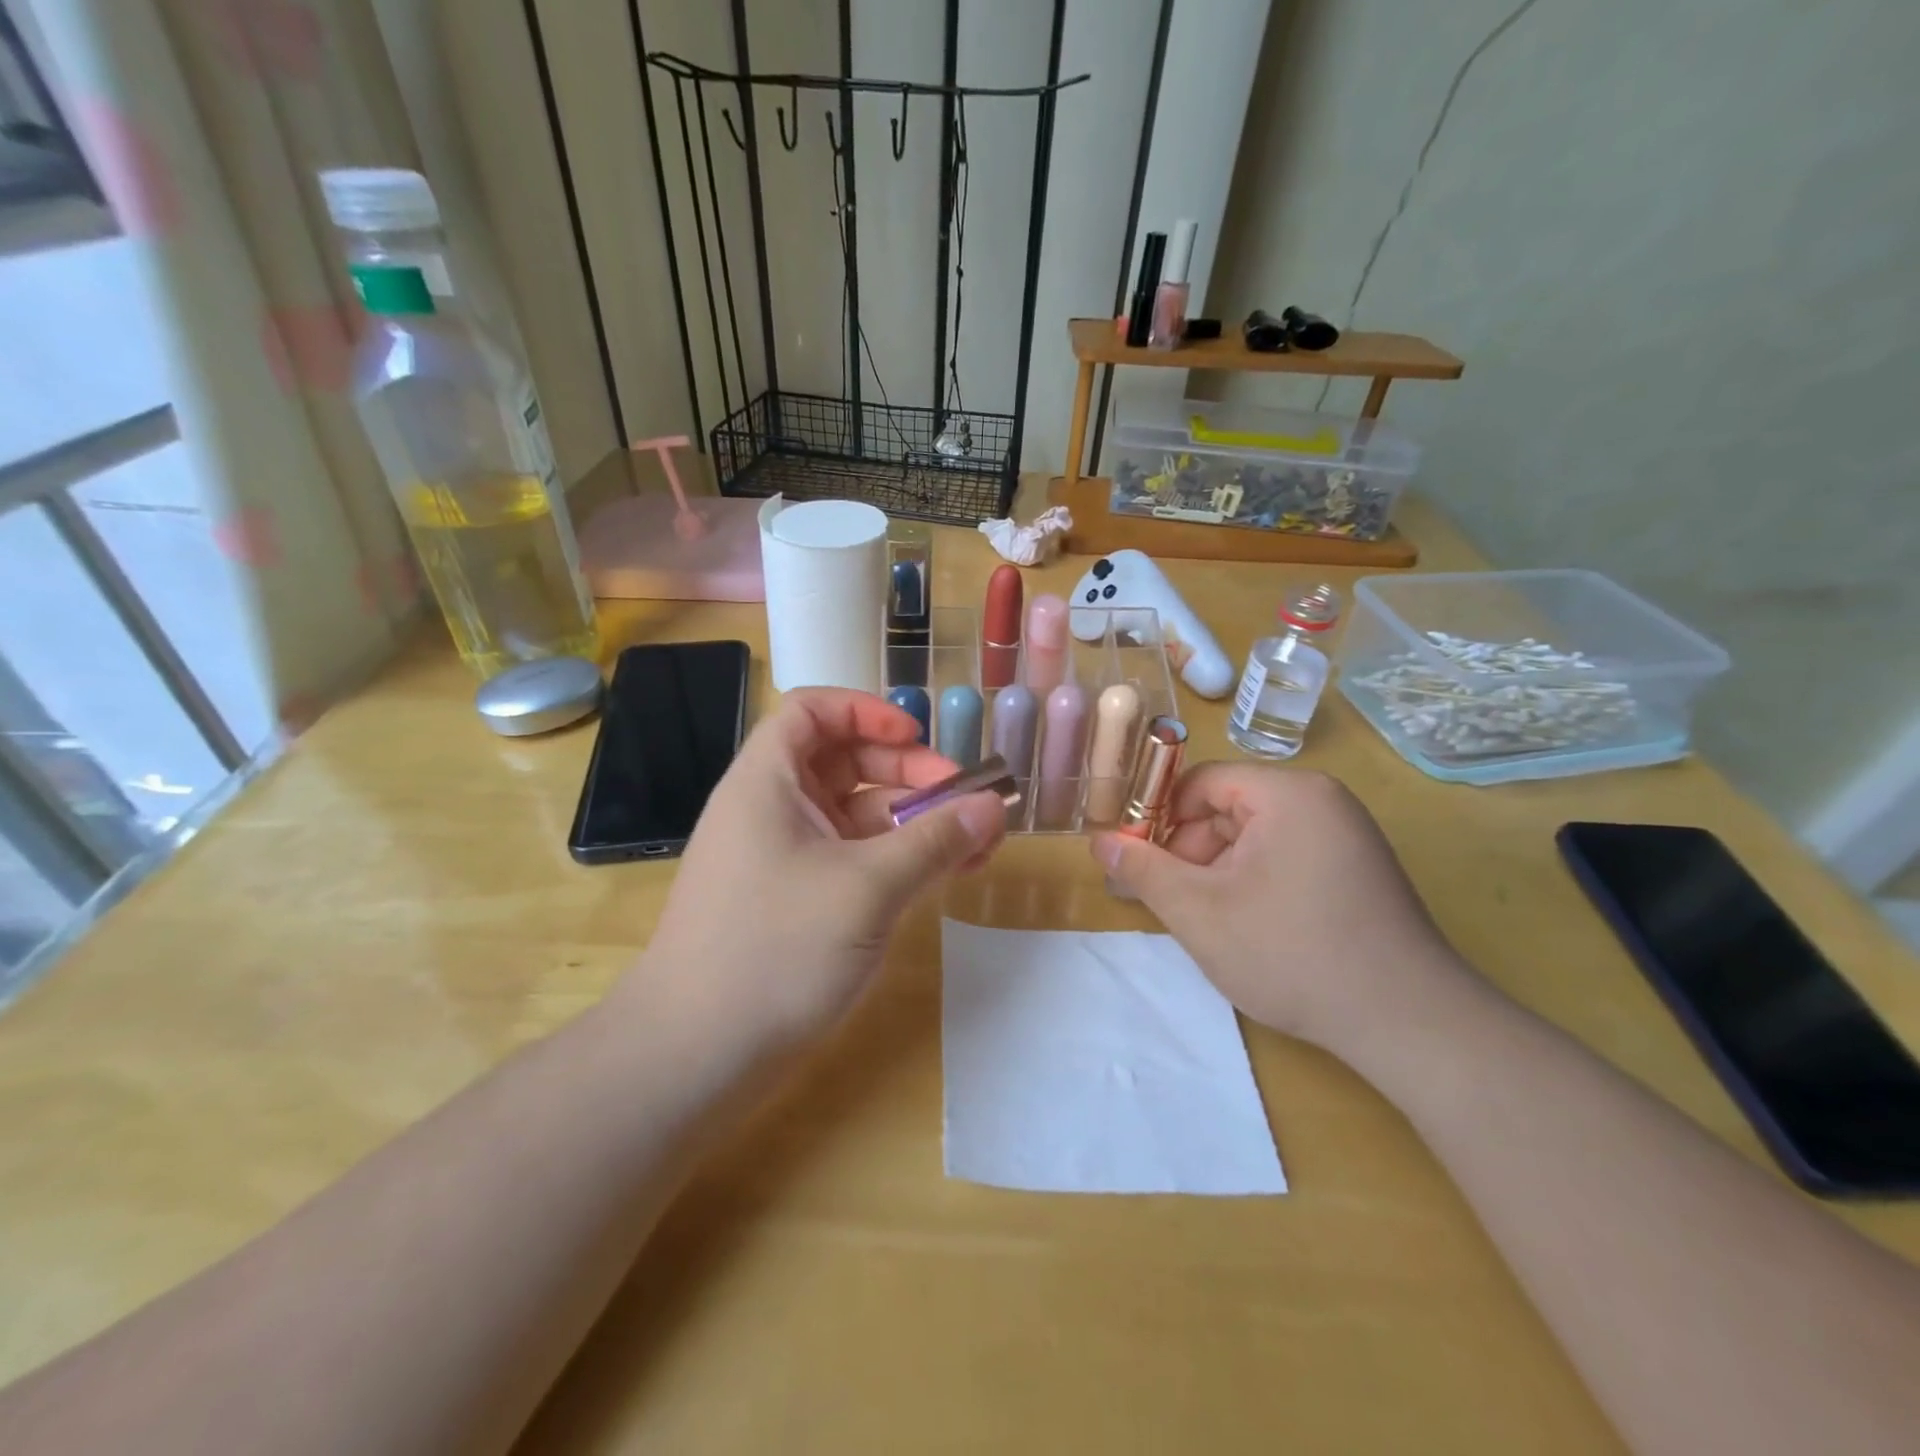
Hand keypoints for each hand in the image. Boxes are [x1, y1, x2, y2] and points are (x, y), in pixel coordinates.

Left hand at [628, 689, 1007, 1052]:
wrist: (693, 1059)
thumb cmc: (775, 951)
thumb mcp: (867, 888)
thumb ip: (935, 841)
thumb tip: (994, 806)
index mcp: (768, 783)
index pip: (811, 712)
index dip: (866, 711)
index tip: (918, 738)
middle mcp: (773, 810)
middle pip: (843, 762)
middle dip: (907, 772)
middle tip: (963, 800)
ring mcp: (783, 859)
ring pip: (855, 816)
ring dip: (913, 821)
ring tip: (974, 845)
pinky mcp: (795, 902)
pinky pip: (852, 860)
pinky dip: (896, 860)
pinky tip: (942, 876)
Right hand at [1091, 763, 1472, 1053]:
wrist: (1408, 1024)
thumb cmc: (1292, 954)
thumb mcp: (1200, 912)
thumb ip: (1143, 869)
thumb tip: (1099, 841)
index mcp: (1289, 793)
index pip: (1201, 782)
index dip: (1160, 818)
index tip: (1138, 863)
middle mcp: (1323, 801)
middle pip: (1228, 808)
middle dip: (1190, 852)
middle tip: (1167, 901)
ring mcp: (1347, 836)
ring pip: (1255, 837)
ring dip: (1219, 872)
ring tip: (1207, 922)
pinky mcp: (1359, 870)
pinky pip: (1286, 858)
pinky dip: (1254, 883)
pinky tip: (1248, 928)